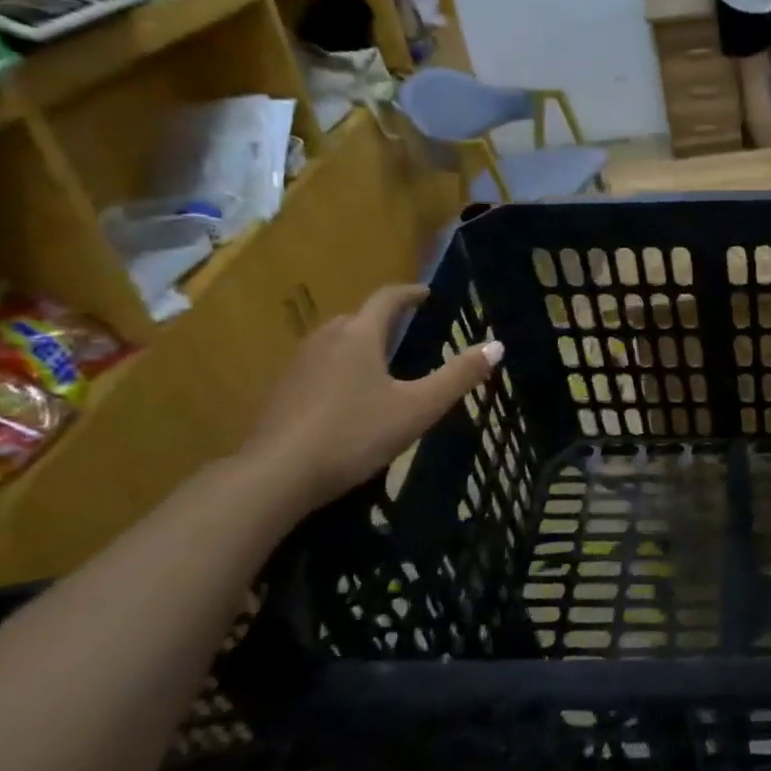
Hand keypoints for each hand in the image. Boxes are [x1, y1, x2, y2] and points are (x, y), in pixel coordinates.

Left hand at [243, 284, 501, 513]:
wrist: (273, 477)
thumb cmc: (353, 434)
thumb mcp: (418, 408)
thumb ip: (458, 376)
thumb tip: (497, 346)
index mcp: (359, 336)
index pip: (387, 299)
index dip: (409, 293)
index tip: (426, 294)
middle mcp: (325, 340)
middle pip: (356, 318)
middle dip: (382, 320)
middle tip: (405, 332)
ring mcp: (297, 367)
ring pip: (332, 342)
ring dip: (356, 343)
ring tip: (378, 363)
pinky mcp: (280, 394)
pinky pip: (316, 367)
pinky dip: (336, 369)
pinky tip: (345, 398)